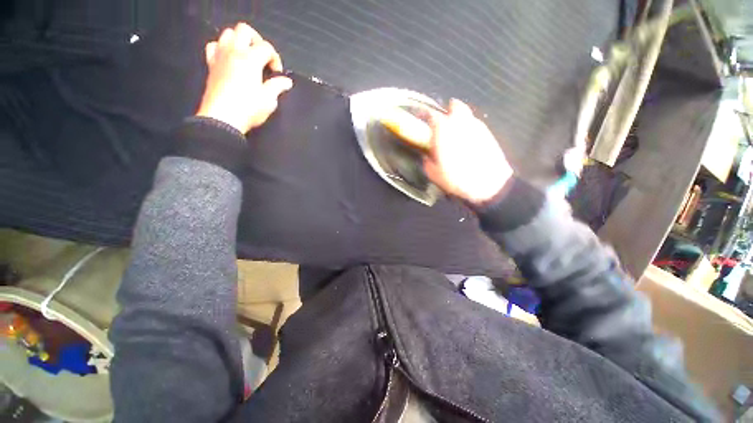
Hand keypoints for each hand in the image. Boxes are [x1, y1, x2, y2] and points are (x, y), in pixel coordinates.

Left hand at [196, 23, 292, 133]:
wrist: (223, 118)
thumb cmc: (249, 108)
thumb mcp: (269, 100)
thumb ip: (277, 86)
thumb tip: (286, 81)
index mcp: (251, 59)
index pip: (266, 47)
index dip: (275, 58)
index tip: (277, 73)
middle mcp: (234, 51)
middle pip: (244, 30)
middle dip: (257, 40)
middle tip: (262, 57)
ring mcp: (220, 56)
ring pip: (228, 33)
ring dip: (239, 41)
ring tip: (247, 56)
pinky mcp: (211, 64)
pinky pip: (214, 46)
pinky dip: (222, 47)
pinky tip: (229, 59)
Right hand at [393, 99, 512, 204]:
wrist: (488, 184)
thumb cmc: (456, 179)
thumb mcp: (434, 174)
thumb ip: (428, 161)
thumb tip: (427, 157)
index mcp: (443, 131)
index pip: (432, 116)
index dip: (426, 117)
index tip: (423, 121)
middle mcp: (460, 123)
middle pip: (454, 106)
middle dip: (448, 110)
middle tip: (444, 121)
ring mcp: (476, 126)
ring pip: (466, 114)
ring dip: (460, 119)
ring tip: (456, 132)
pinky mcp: (488, 133)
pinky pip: (475, 124)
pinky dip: (470, 128)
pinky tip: (468, 140)